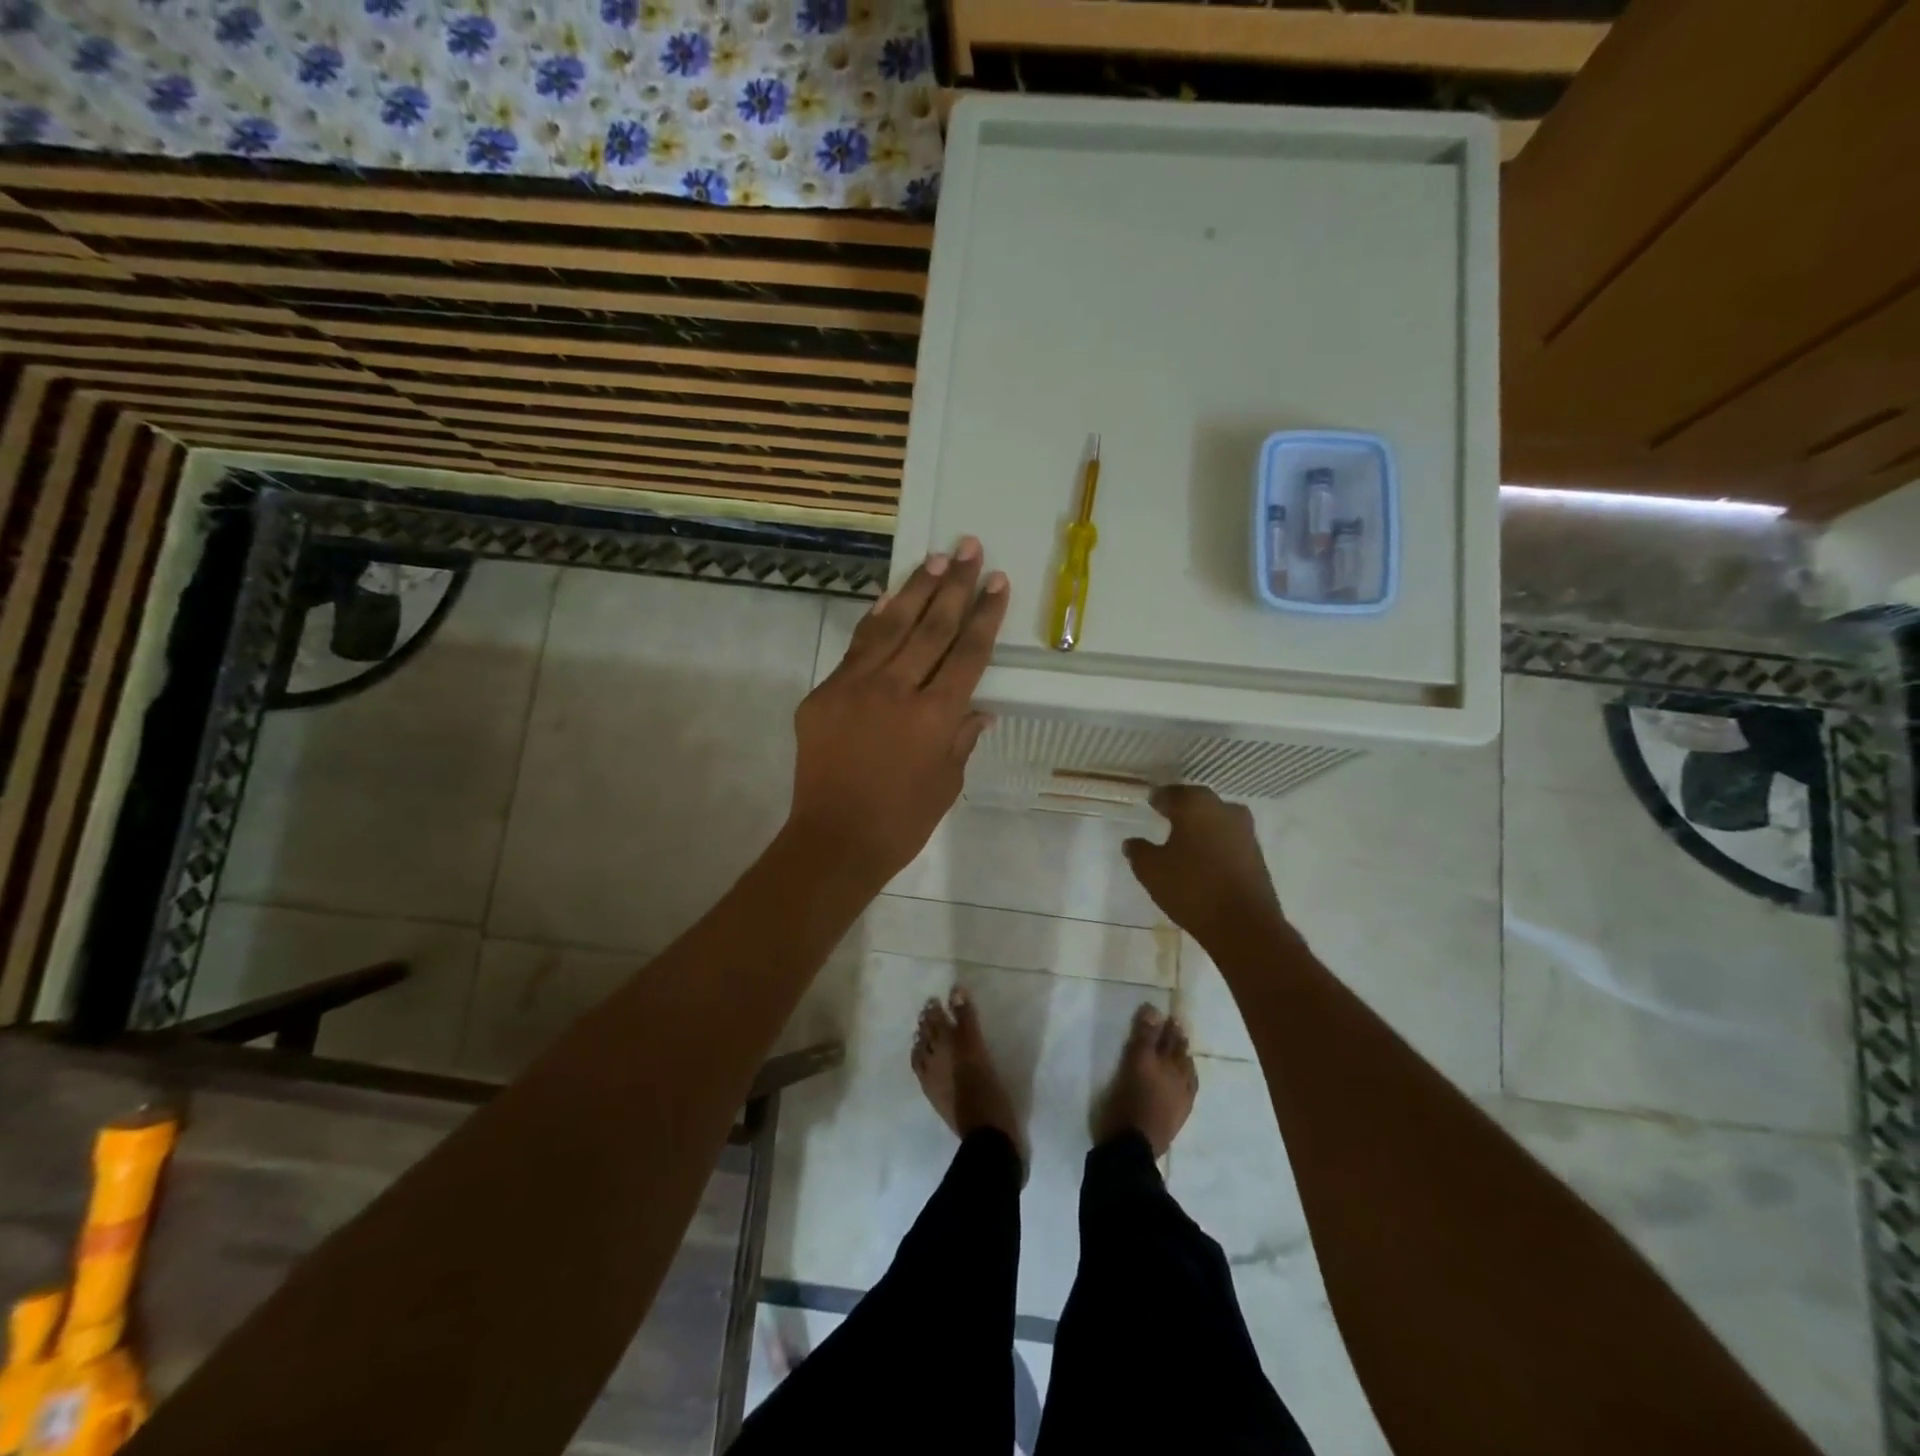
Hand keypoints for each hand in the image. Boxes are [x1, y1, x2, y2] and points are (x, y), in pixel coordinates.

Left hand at [786, 538, 1008, 888]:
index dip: (985, 616)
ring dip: (916, 590)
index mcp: (935, 717)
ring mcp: (855, 688)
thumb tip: (978, 709)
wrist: (834, 840)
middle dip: (955, 586)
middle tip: (970, 548)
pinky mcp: (824, 694)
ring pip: (891, 627)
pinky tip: (889, 598)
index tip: (998, 582)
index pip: (967, 654)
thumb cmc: (902, 821)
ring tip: (935, 559)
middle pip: (932, 628)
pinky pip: (856, 649)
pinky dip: (875, 621)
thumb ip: (962, 738)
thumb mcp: (947, 783)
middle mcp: (897, 691)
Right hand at [1123, 785, 1283, 944]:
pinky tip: (1203, 858)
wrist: (1243, 924)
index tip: (1150, 804)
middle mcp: (1223, 809)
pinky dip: (1215, 843)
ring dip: (1201, 826)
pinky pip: (1229, 839)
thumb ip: (1138, 851)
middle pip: (1197, 802)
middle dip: (1182, 808)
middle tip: (1165, 817)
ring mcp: (1245, 831)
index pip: (1171, 793)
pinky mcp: (1257, 854)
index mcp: (1195, 805)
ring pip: (1216, 819)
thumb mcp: (1151, 870)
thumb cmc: (1191, 887)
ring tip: (1184, 840)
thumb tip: (1132, 842)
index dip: (1158, 799)